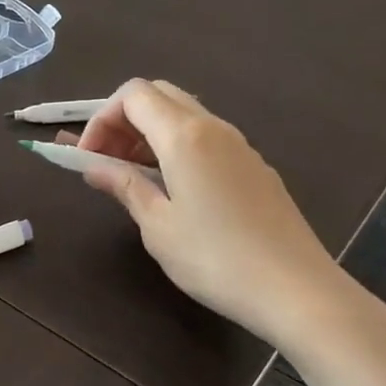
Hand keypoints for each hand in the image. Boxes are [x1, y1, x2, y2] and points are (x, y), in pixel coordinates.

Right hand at [74, 79, 360, 352]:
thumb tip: (94, 167)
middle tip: (107, 160)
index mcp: (185, 136)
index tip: (89, 158)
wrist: (296, 290)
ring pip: (184, 116)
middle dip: (124, 120)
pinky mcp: (255, 167)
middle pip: (160, 96)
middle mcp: (214, 128)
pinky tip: (172, 189)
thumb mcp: (158, 226)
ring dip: (149, 134)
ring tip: (132, 176)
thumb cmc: (215, 259)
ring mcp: (240, 146)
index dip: (101, 118)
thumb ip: (124, 186)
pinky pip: (206, 139)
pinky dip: (176, 148)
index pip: (134, 95)